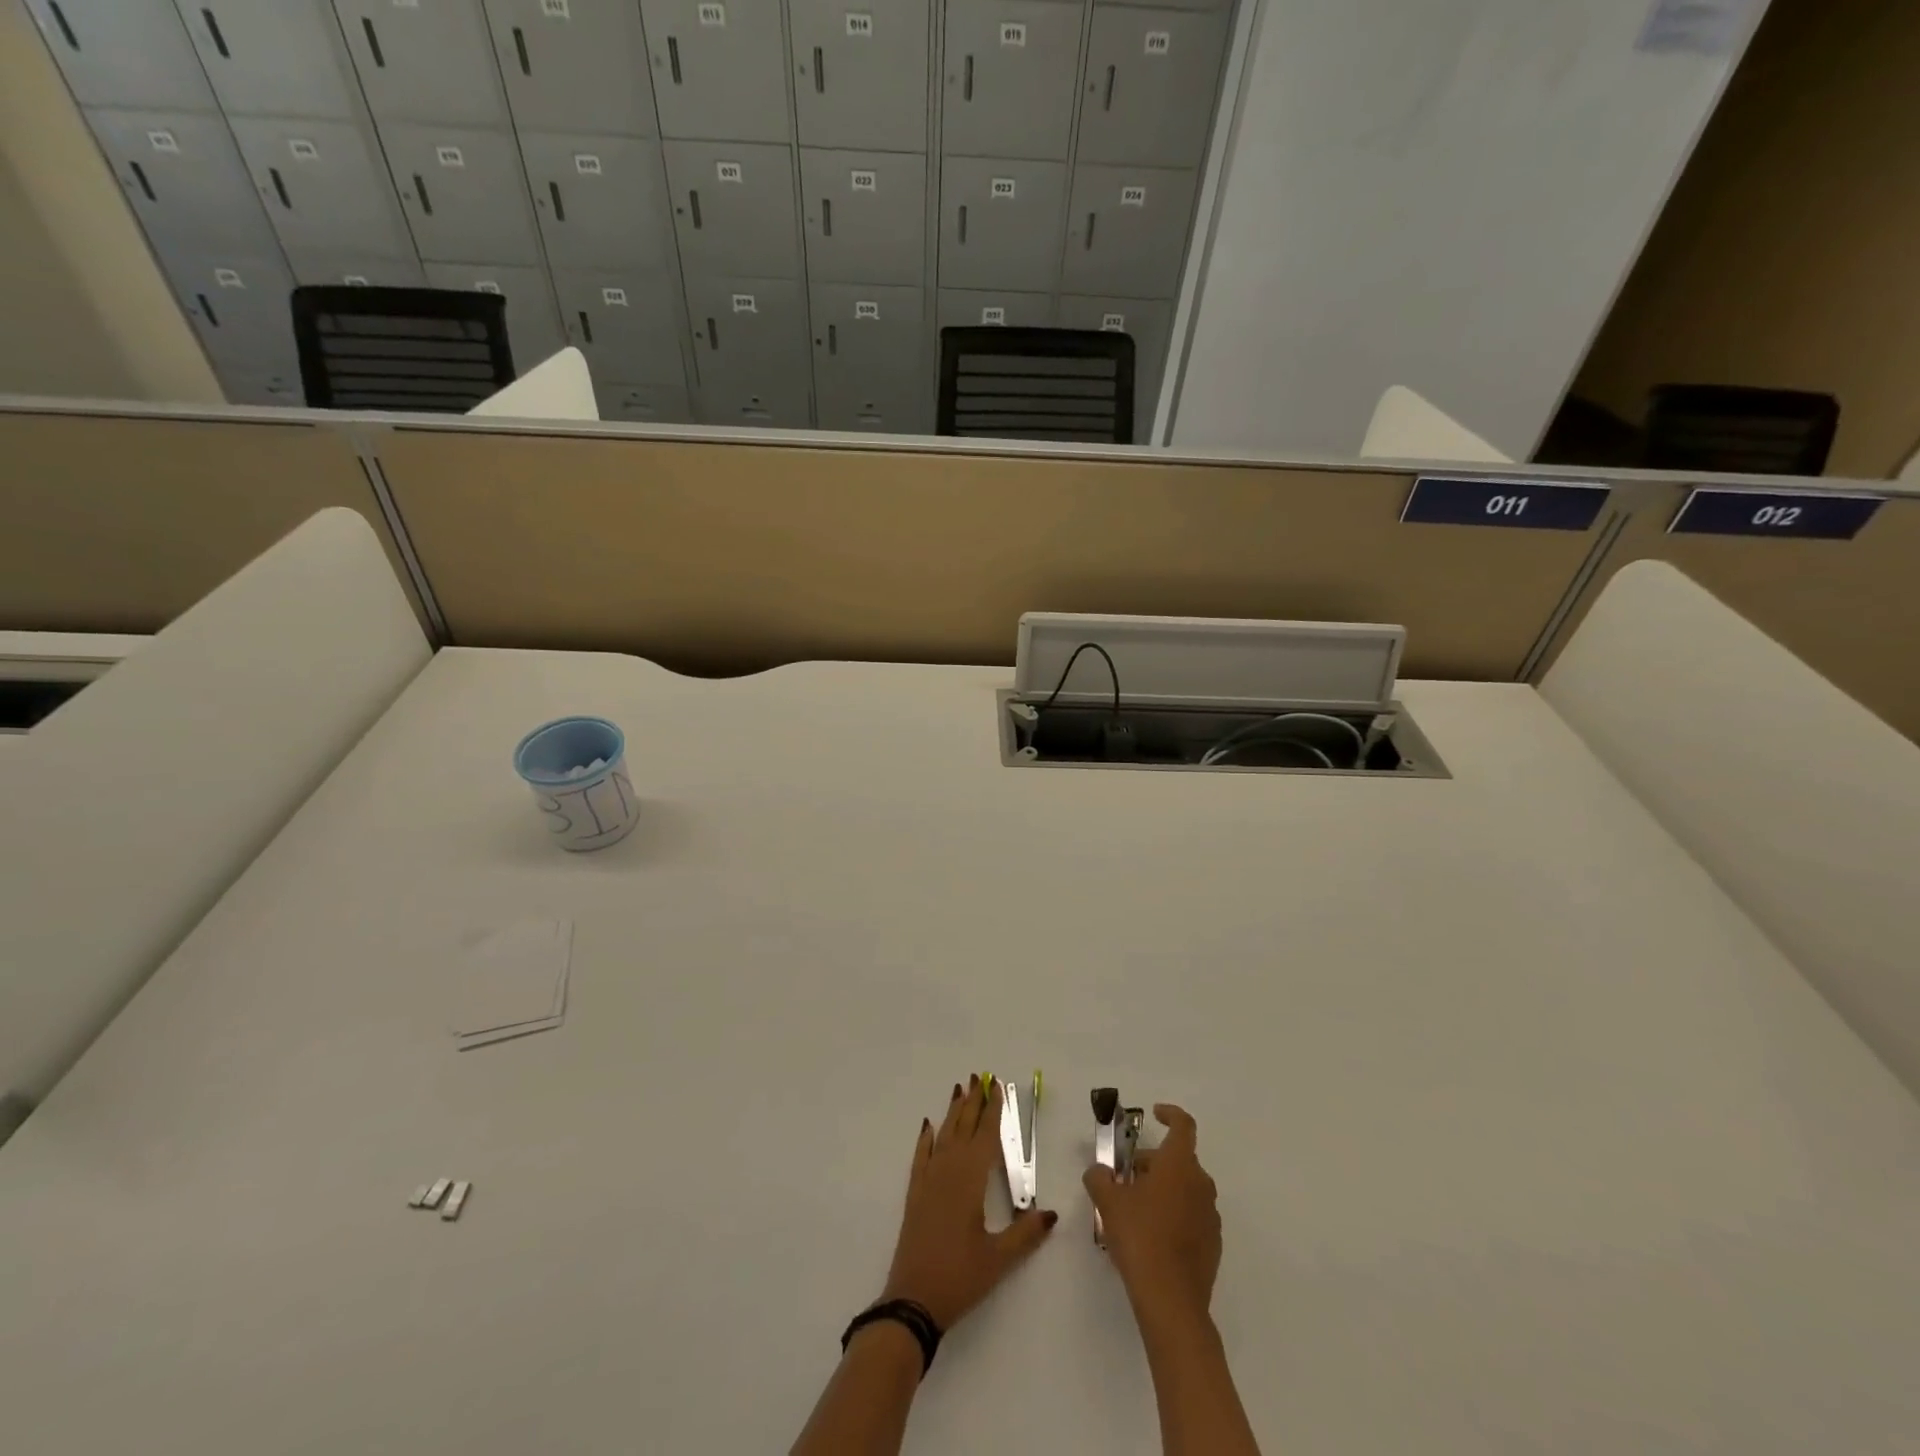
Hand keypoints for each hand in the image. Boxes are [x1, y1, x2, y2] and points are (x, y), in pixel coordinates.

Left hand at [880, 1075, 1056, 1330]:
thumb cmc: (959, 1277)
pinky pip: (921, 1156)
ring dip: (953, 1112)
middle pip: (963, 1128)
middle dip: (973, 1101)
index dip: (992, 1110)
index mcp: (970, 1181)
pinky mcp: (915, 1194)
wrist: (913, 1300)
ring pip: (943, 1136)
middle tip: (979, 1076)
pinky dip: (926, 1138)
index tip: (997, 1086)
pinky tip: (928, 1126)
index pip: (985, 1136)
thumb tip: (1051, 1213)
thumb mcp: (999, 1259)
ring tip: (960, 1089)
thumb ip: (1026, 1234)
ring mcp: (928, 1180)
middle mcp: (948, 1171)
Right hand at [1082, 1104, 1220, 1327]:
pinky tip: (1152, 1236)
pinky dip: (1174, 1214)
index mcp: (1179, 1165)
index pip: (1183, 1125)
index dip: (1170, 1114)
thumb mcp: (1108, 1202)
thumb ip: (1099, 1177)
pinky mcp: (1213, 1244)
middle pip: (1179, 1159)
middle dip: (1153, 1162)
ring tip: (1135, 1209)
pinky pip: (1192, 1215)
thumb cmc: (1140, 1237)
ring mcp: (1210, 1215)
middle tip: (1125, 1178)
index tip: (1154, 1115)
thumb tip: (1098, 1171)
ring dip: (1163, 1189)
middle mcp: (1200, 1184)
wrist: (1172, 1301)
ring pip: (1185, 1188)